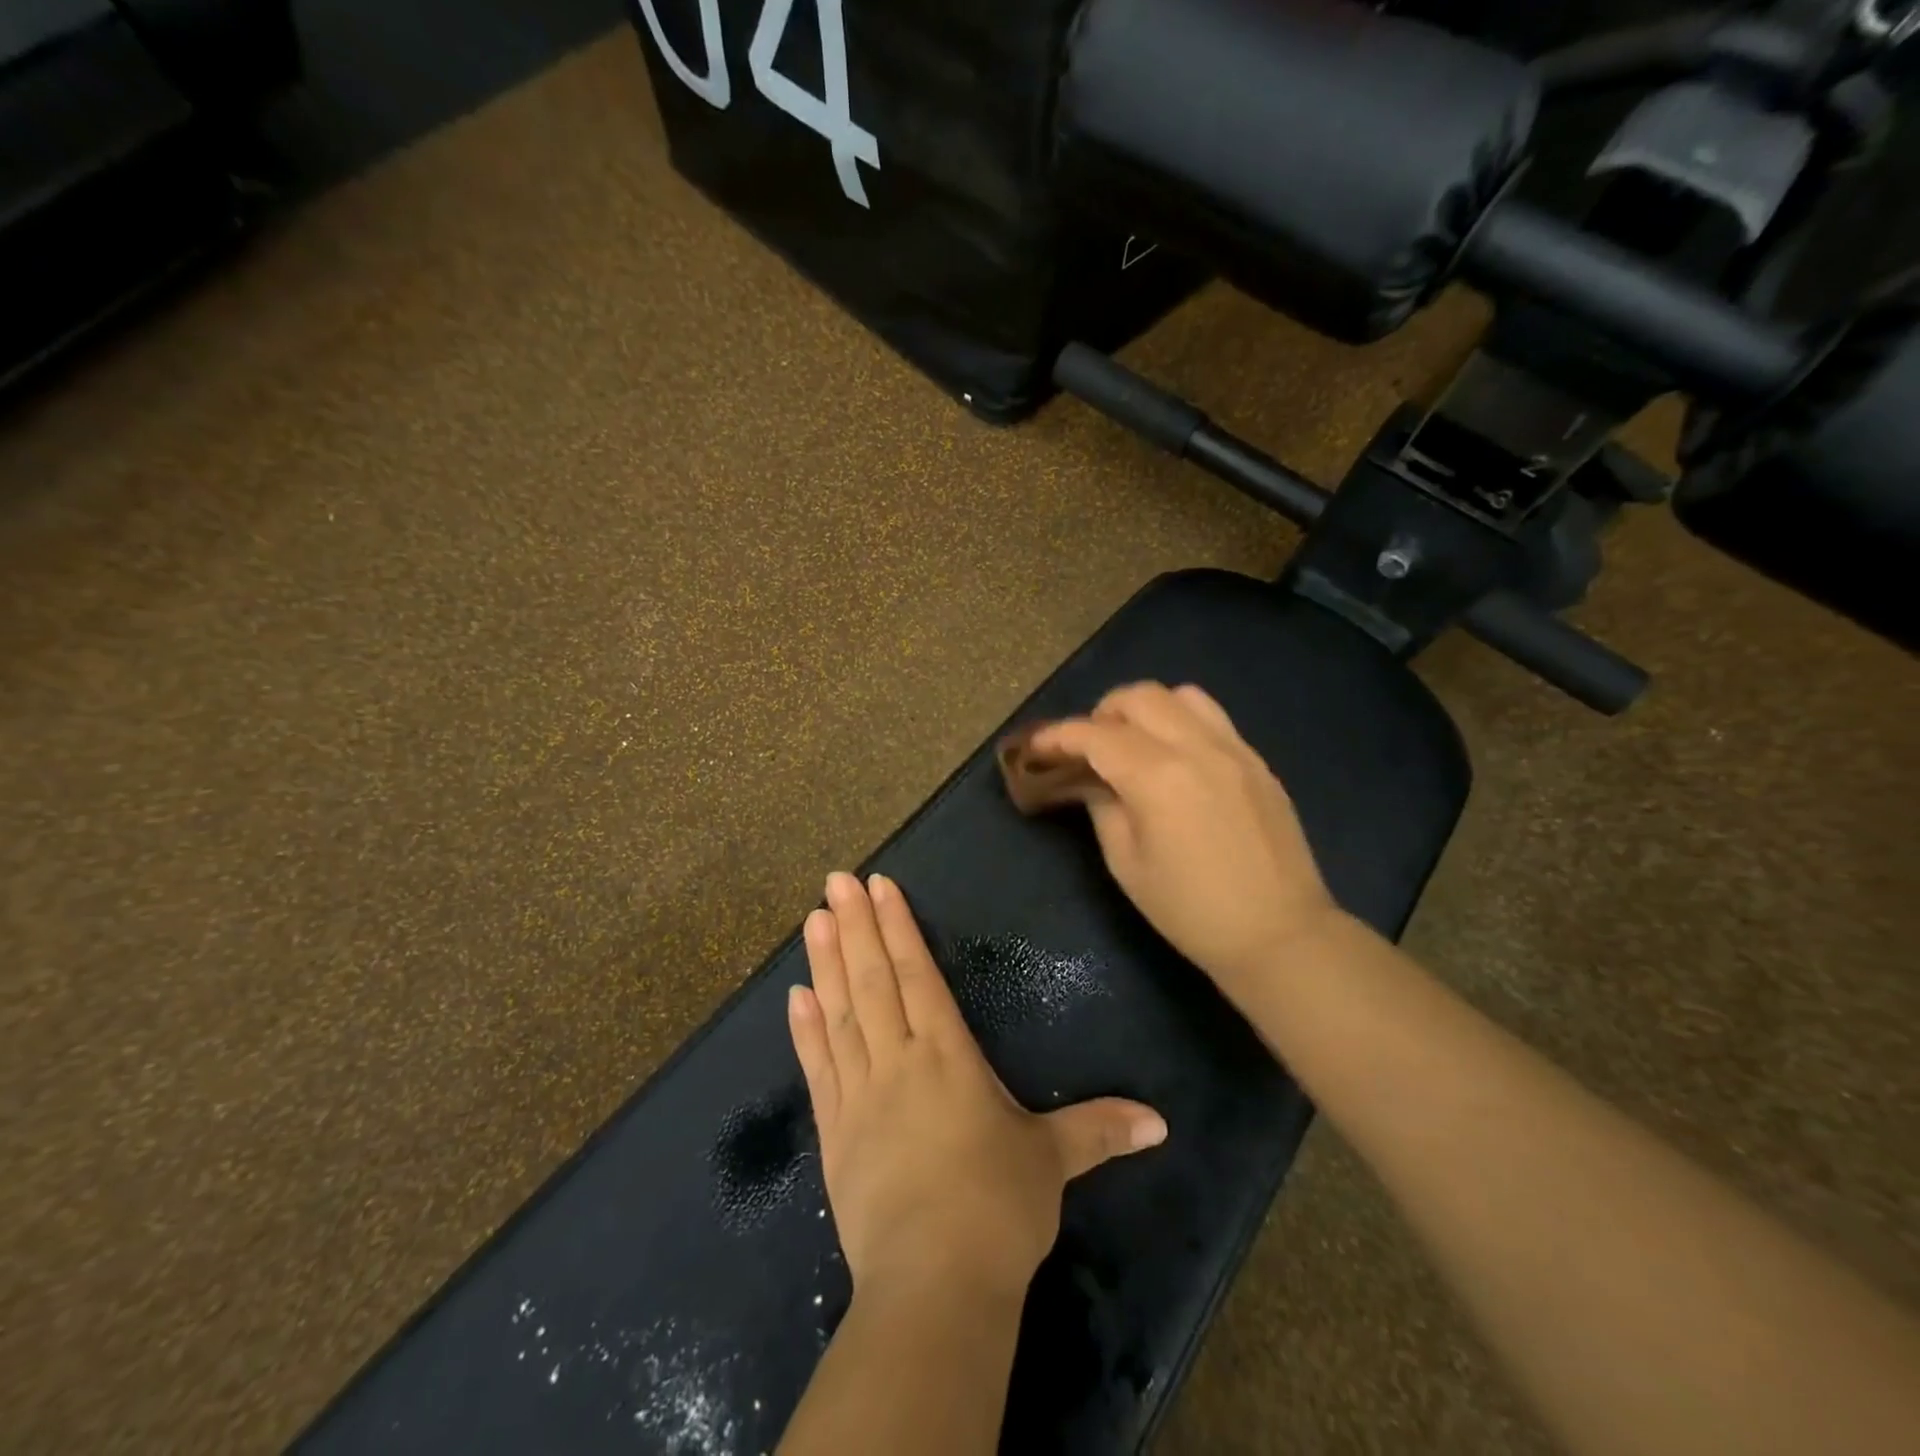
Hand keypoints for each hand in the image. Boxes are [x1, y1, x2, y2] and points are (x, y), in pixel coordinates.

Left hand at [789, 872, 1167, 1298]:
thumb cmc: (997, 1210)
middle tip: (835, 880)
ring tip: (812, 920)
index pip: (919, 975)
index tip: (878, 887)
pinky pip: (817, 1068)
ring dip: (825, 963)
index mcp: (947, 1056)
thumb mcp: (1053, 1163)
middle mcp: (899, 1061)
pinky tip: (795, 997)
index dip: (899, 928)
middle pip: (873, 980)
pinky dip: (805, 1030)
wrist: (933, 1285)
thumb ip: (1099, 1130)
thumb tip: (1161, 1122)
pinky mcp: (834, 1133)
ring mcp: (860, 1095)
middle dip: (855, 926)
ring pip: (840, 1014)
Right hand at [1024, 683, 1339, 993]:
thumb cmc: (1190, 911)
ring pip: (1181, 696)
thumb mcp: (1127, 864)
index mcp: (1157, 777)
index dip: (1059, 735)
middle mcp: (1197, 748)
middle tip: (1088, 747)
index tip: (1038, 745)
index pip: (1096, 735)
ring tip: (1133, 743)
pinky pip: (1213, 718)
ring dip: (1146, 709)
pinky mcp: (1257, 762)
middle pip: (1139, 697)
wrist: (1279, 935)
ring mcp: (1234, 750)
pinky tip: (1175, 758)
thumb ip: (1103, 808)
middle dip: (1102, 713)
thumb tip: (1090, 780)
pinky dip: (1181, 722)